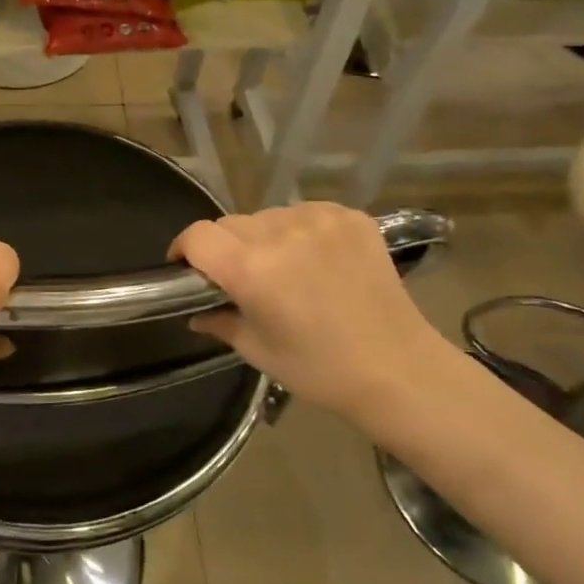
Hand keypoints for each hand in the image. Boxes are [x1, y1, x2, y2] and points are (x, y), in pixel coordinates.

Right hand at [171, 202, 456, 428]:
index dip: (184, 249)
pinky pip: (306, 213)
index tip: (187, 268)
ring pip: (268, 216)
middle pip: (231, 224)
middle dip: (225, 247)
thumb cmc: (319, 369)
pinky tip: (317, 259)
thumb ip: (219, 322)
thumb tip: (195, 313)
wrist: (399, 369)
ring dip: (264, 237)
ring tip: (286, 269)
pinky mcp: (351, 217)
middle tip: (241, 278)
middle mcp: (280, 233)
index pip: (197, 235)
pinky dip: (301, 231)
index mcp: (250, 268)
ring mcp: (319, 220)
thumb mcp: (257, 350)